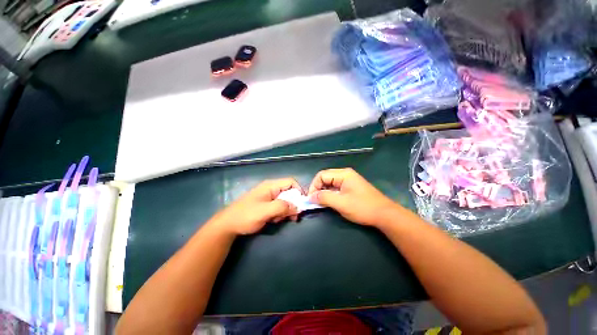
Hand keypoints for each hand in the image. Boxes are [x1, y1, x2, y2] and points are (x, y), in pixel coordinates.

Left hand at [213, 178, 301, 235]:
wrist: (228, 225)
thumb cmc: (246, 216)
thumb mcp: (265, 211)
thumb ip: (282, 207)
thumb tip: (297, 207)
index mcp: (271, 186)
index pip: (291, 182)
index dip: (298, 191)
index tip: (301, 204)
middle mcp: (271, 189)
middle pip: (289, 193)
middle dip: (292, 205)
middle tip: (292, 217)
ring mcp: (268, 197)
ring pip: (285, 201)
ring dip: (285, 211)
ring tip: (277, 220)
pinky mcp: (266, 205)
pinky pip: (278, 207)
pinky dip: (279, 214)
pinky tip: (273, 220)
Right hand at [308, 168, 397, 226]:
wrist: (384, 215)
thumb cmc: (362, 207)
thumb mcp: (341, 203)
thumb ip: (324, 198)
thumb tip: (311, 196)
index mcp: (343, 174)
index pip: (322, 175)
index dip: (314, 186)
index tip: (311, 198)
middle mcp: (345, 174)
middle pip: (325, 178)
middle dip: (318, 189)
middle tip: (314, 201)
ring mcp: (349, 181)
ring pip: (330, 183)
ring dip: (324, 192)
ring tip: (320, 203)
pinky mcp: (351, 187)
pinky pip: (336, 188)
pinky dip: (330, 194)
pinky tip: (329, 202)